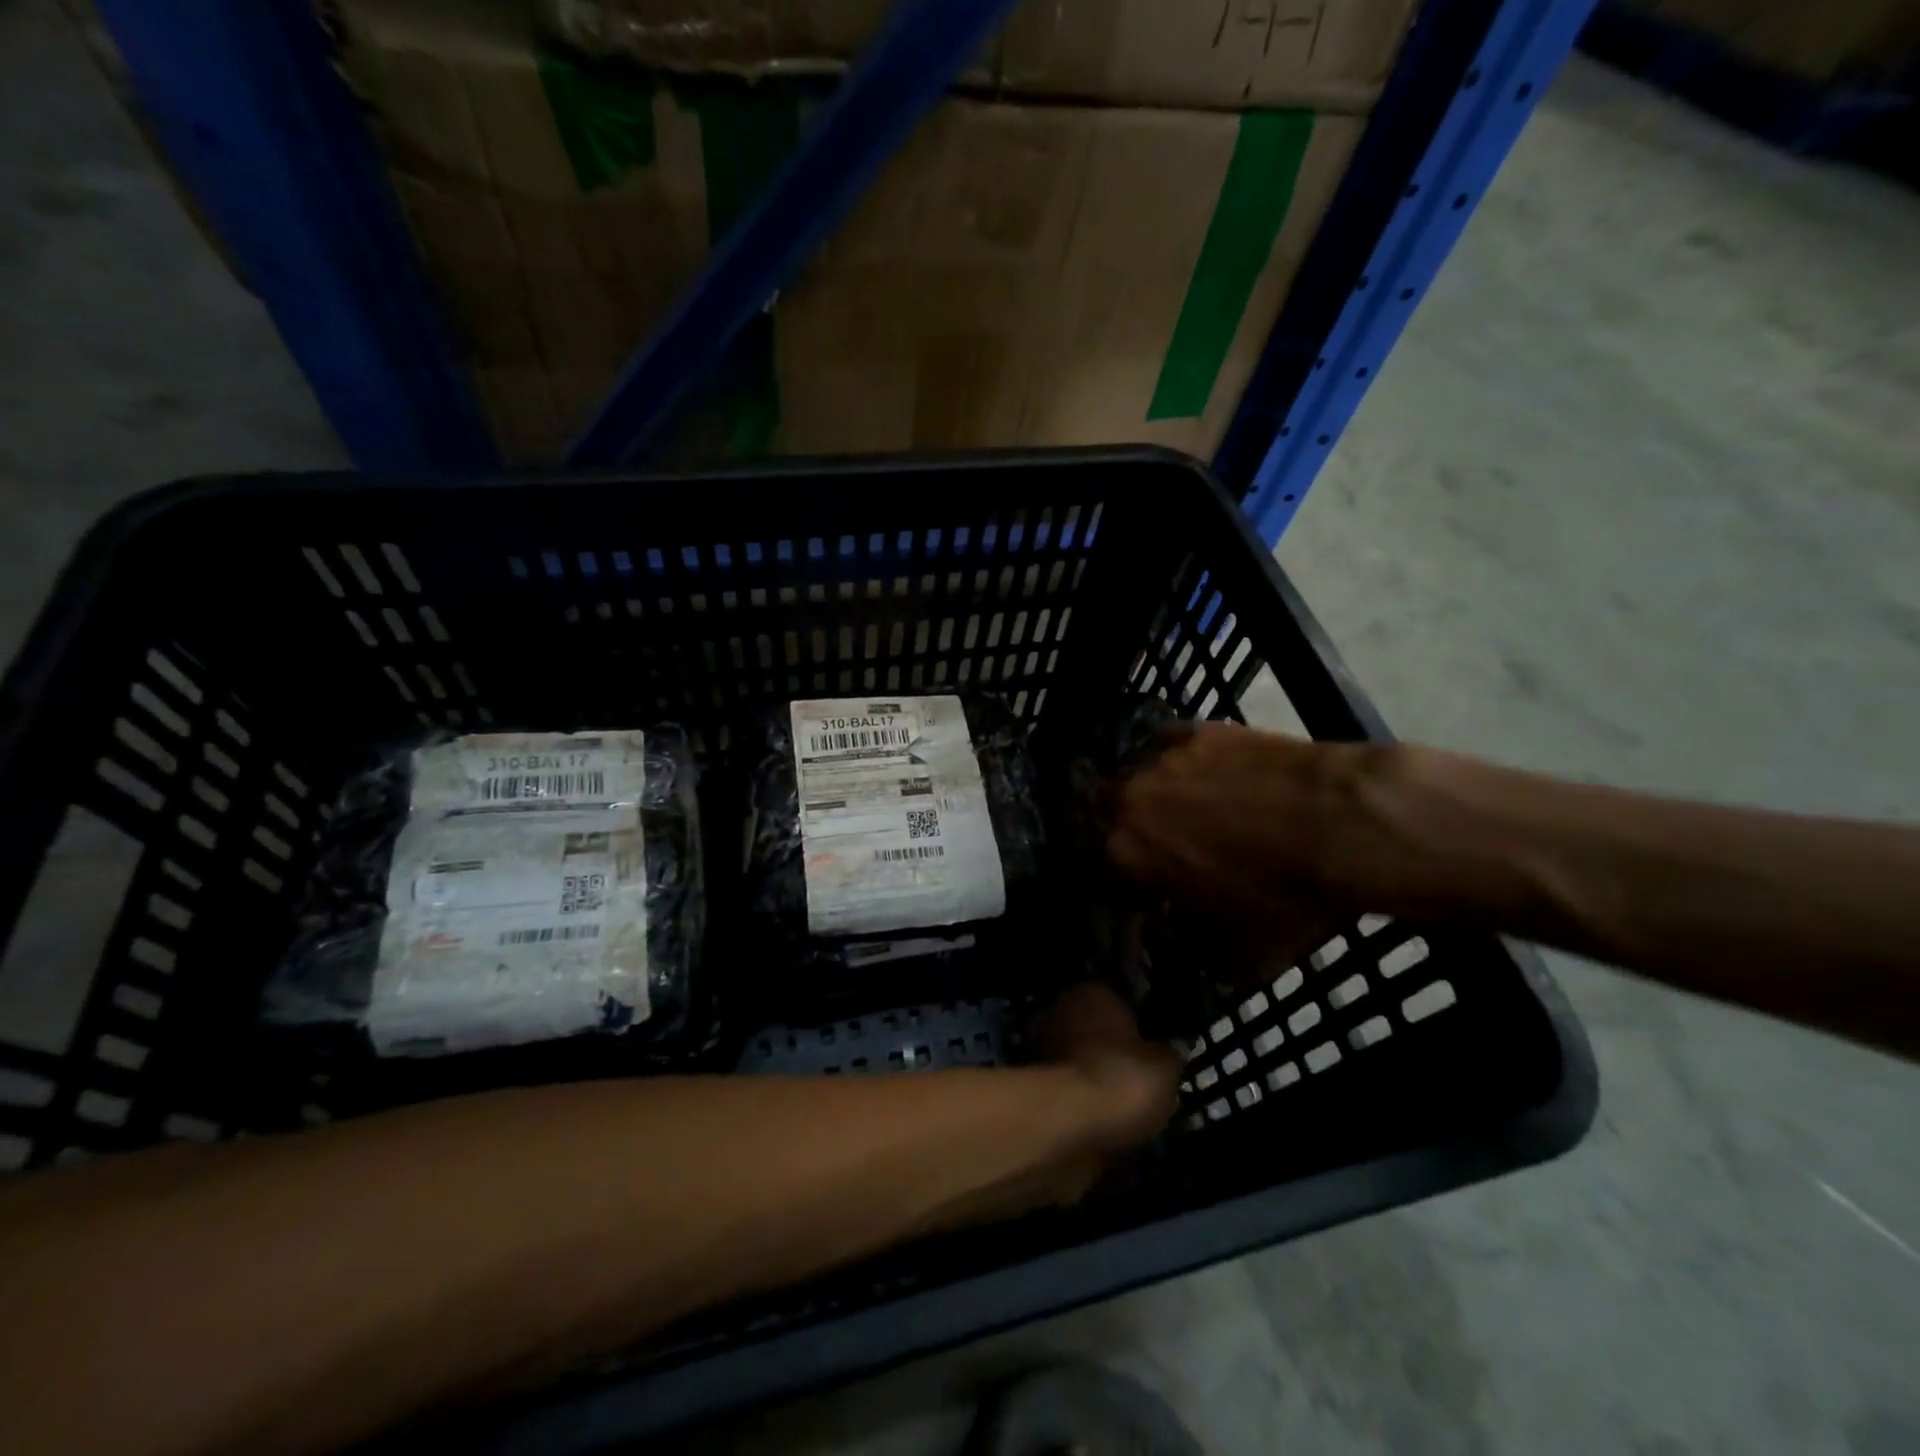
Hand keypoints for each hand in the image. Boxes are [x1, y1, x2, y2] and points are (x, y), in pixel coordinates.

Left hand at [1038, 982, 1181, 1153]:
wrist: (1069, 1123)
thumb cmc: (1122, 1078)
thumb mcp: (1165, 1067)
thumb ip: (1171, 1054)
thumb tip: (1174, 1048)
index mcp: (1092, 993)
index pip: (1120, 1002)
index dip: (1140, 1027)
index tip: (1155, 1051)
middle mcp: (1061, 1012)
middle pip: (1096, 1032)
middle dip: (1114, 1053)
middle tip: (1142, 1081)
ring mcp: (1042, 1048)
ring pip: (1081, 1062)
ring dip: (1098, 1080)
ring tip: (1127, 1110)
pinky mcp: (1035, 1086)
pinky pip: (1071, 1091)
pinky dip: (1085, 1104)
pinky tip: (1106, 1122)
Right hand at [1105, 722, 1382, 971]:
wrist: (1342, 822)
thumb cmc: (1287, 894)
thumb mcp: (1247, 953)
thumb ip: (1207, 960)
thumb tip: (1198, 962)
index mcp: (1127, 854)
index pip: (1106, 867)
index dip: (1128, 881)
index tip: (1151, 890)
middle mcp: (1129, 800)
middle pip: (1107, 811)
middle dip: (1126, 826)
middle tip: (1162, 842)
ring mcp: (1160, 759)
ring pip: (1135, 774)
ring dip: (1148, 791)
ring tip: (1184, 803)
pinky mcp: (1195, 730)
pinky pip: (1167, 742)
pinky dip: (1176, 757)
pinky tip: (1203, 769)